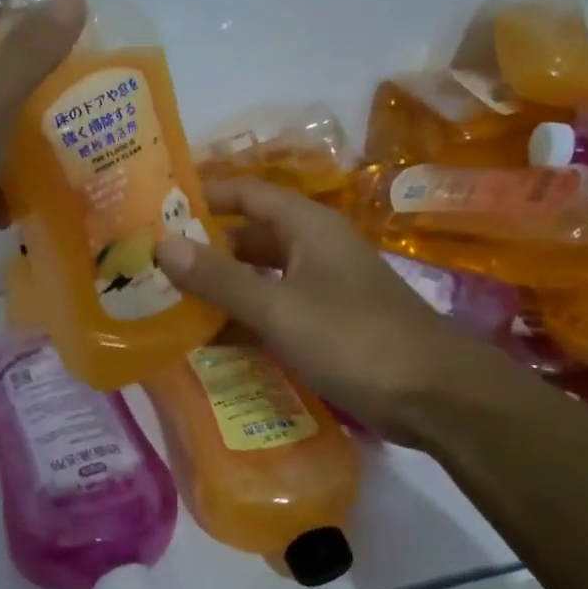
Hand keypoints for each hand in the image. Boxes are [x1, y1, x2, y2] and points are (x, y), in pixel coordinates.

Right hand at [154, 177, 526, 448]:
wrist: (437, 396)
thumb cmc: (355, 339)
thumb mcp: (279, 308)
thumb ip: (219, 278)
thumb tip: (162, 244)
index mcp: (306, 226)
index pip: (244, 192)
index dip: (201, 195)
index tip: (154, 208)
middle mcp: (312, 247)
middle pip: (247, 235)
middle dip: (202, 247)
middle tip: (150, 262)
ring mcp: (321, 286)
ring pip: (259, 276)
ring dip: (219, 287)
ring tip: (167, 300)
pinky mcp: (327, 324)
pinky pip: (273, 310)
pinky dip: (243, 319)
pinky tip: (208, 339)